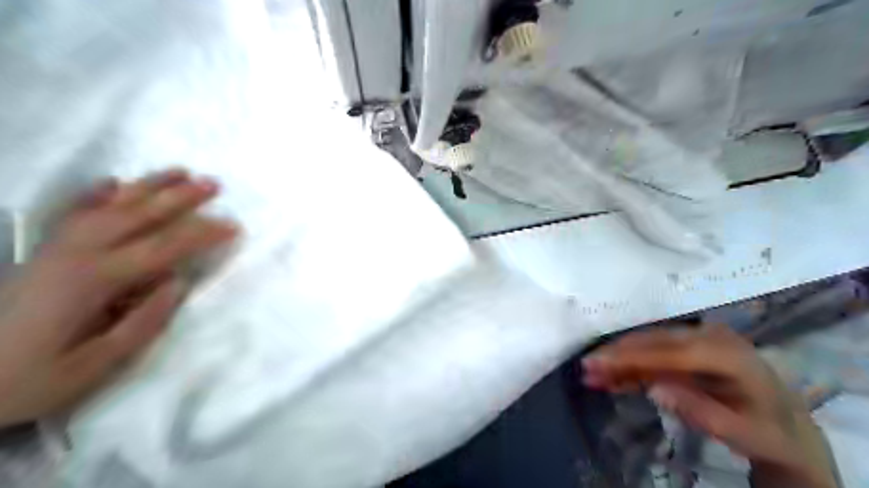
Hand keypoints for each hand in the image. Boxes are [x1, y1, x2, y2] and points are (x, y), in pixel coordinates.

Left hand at [0, 169, 234, 426]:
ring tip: (180, 171)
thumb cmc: (29, 381)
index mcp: (94, 281)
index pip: (162, 248)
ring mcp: (56, 249)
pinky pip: (73, 213)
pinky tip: (115, 183)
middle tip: (213, 184)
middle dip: (179, 198)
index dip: (202, 234)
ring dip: (148, 186)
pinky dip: (96, 194)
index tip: (234, 225)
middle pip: (138, 216)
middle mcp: (76, 255)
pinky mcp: (43, 252)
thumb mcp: (96, 366)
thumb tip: (177, 282)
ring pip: (110, 206)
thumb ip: (143, 322)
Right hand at [584, 324, 842, 487]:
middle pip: (653, 343)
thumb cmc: (769, 430)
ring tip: (591, 373)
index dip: (631, 357)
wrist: (788, 424)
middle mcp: (709, 337)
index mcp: (727, 354)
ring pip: (648, 346)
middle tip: (585, 368)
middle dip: (616, 355)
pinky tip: (610, 376)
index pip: (669, 352)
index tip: (598, 363)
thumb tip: (654, 389)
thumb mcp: (745, 434)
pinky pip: (653, 354)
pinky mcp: (687, 349)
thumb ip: (702, 412)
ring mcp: (697, 340)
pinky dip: (630, 365)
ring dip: (619, 359)